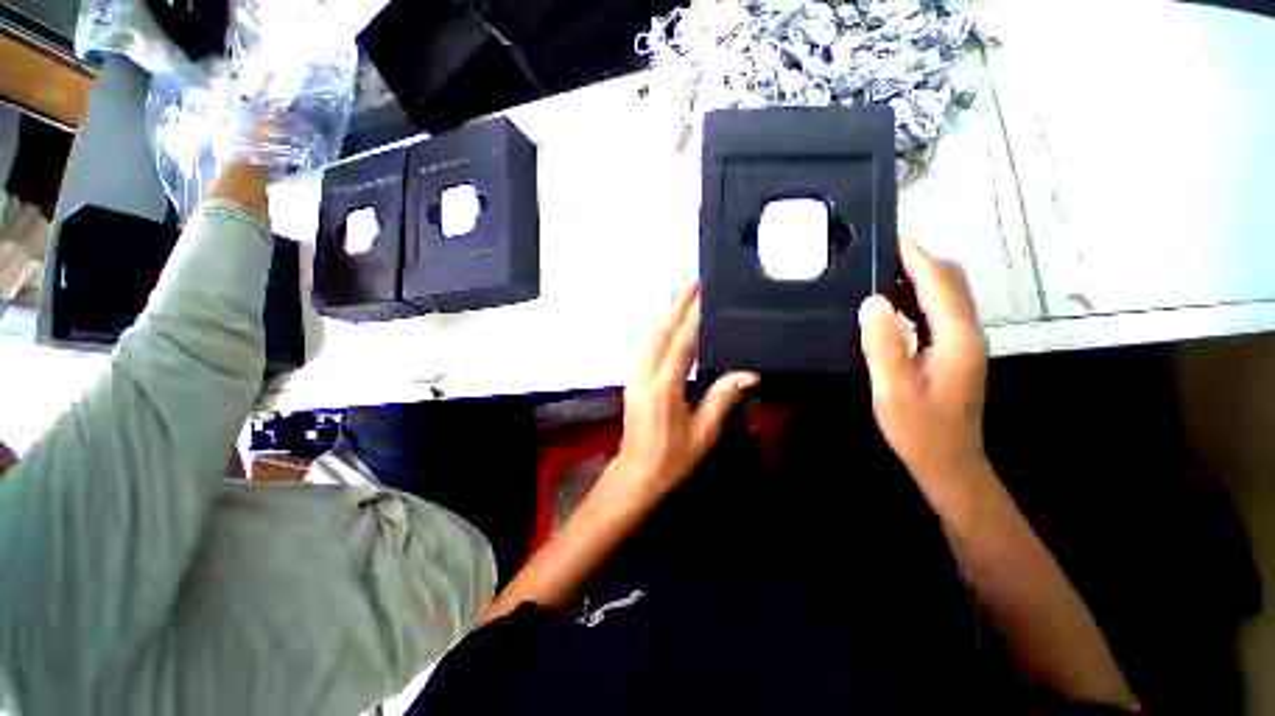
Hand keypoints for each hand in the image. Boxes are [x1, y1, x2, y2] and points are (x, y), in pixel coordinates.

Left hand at [607, 283, 758, 504]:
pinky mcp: (632, 380)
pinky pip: (645, 346)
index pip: (682, 343)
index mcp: (665, 387)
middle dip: (676, 304)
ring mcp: (635, 376)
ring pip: (649, 335)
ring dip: (665, 313)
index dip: (693, 316)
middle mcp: (646, 375)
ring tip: (682, 295)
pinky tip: (666, 322)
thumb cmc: (672, 459)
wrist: (637, 474)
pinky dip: (657, 328)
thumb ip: (722, 399)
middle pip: (660, 331)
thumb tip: (749, 373)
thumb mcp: (703, 433)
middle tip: (692, 282)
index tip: (703, 293)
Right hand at [859, 237, 989, 504]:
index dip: (916, 257)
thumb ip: (883, 343)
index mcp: (956, 337)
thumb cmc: (919, 428)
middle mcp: (967, 333)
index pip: (939, 282)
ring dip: (918, 278)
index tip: (891, 237)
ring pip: (946, 295)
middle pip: (951, 282)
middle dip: (920, 262)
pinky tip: (892, 306)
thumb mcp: (893, 387)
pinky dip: (917, 299)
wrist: (948, 461)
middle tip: (879, 256)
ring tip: (880, 274)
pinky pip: (938, 312)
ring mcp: (963, 342)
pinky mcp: (954, 352)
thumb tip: (872, 300)